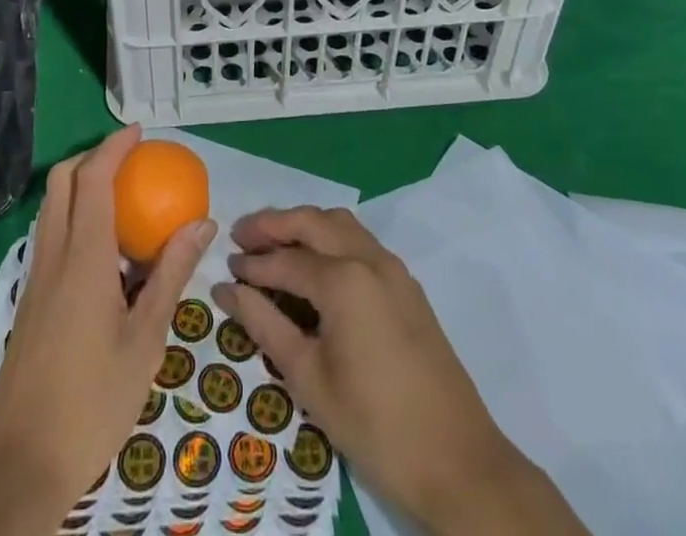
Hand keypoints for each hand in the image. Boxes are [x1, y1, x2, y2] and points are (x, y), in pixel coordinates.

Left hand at [0, 126, 214, 535]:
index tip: (139, 132)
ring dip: (81, 183)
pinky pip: (51, 233)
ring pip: (52, 205)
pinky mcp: (30, 298)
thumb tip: (203, 223)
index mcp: (83, 256)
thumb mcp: (146, 340)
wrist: (21, 462)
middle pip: (62, 180)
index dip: (114, 147)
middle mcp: (53, 254)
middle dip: (93, 156)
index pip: (93, 178)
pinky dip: (74, 215)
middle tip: (131, 159)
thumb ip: (172, 274)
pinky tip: (104, 249)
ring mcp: (36, 276)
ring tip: (122, 197)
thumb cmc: (93, 401)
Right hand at [215, 206, 587, 535]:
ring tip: (274, 244)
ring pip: (339, 223)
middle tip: (241, 237)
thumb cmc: (375, 426)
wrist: (459, 463)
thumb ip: (265, 326)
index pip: (285, 259)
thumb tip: (228, 290)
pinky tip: (314, 264)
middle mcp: (368, 258)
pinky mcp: (407, 284)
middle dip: (273, 225)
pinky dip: (330, 238)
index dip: (252, 265)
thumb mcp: (309, 380)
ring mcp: (393, 268)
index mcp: (343, 280)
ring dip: (304, 225)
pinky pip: (360, 241)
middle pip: (312, 222)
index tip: (225, 271)